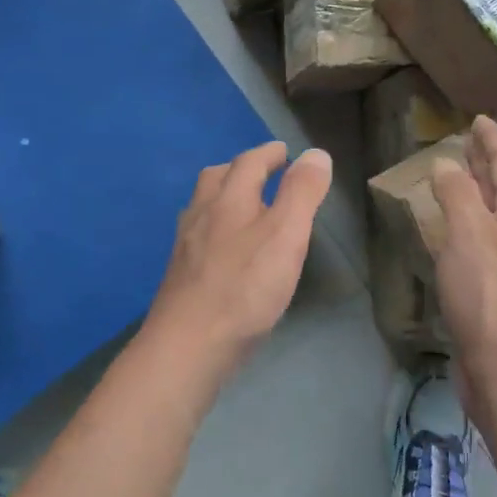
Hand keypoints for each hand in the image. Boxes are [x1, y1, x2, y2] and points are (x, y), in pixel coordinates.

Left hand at [142, 142, 332, 373]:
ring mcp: (186, 245)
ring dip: (224, 196)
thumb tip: (315, 153)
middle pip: (217, 178)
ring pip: (203, 206)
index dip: (269, 154)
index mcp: (229, 199)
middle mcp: (201, 214)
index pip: (249, 162)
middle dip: (241, 169)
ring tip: (245, 206)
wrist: (188, 344)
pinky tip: (226, 250)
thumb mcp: (286, 234)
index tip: (284, 151)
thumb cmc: (245, 287)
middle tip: (263, 172)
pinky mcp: (180, 274)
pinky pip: (198, 235)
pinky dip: (216, 227)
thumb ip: (302, 192)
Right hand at [431, 117, 496, 368]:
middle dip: (484, 164)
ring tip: (453, 180)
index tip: (479, 119)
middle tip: (465, 142)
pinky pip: (478, 243)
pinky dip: (463, 226)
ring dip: (473, 195)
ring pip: (489, 216)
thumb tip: (448, 163)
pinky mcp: (494, 289)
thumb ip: (458, 193)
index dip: (490, 140)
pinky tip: (447, 232)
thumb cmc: (489, 290)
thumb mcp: (469, 231)